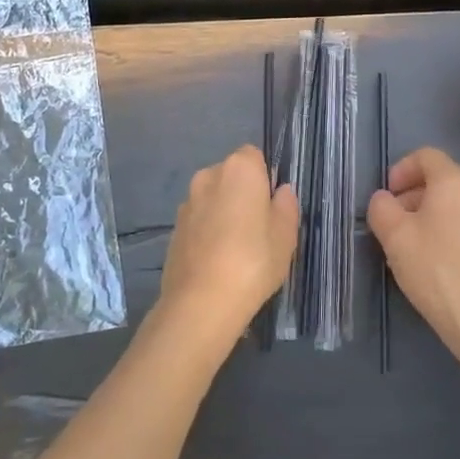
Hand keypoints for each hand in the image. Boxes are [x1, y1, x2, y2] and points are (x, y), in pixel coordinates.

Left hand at [157, 146, 299, 337]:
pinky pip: (198, 220)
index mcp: (239, 169)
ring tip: (236, 249)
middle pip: (231, 176)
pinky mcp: (173, 228)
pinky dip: (207, 231)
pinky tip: (216, 260)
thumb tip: (281, 191)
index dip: (264, 178)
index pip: (254, 156)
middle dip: (242, 193)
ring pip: (212, 198)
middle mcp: (208, 176)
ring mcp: (187, 202)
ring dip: (223, 212)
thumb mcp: (285, 236)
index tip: (271, 206)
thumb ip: (286, 206)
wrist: (201, 302)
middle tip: (258, 229)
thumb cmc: (253, 261)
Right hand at [367, 147, 459, 364]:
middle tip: (391, 223)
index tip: (387, 197)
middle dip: (410, 195)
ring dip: (425, 215)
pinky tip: (431, 263)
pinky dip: (443, 232)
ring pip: (451, 205)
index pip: (426, 156)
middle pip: (439, 180)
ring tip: (408, 246)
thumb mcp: (395, 235)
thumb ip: (381, 208)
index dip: (400, 169)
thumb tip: (384, 200)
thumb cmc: (436, 269)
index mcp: (455, 182)